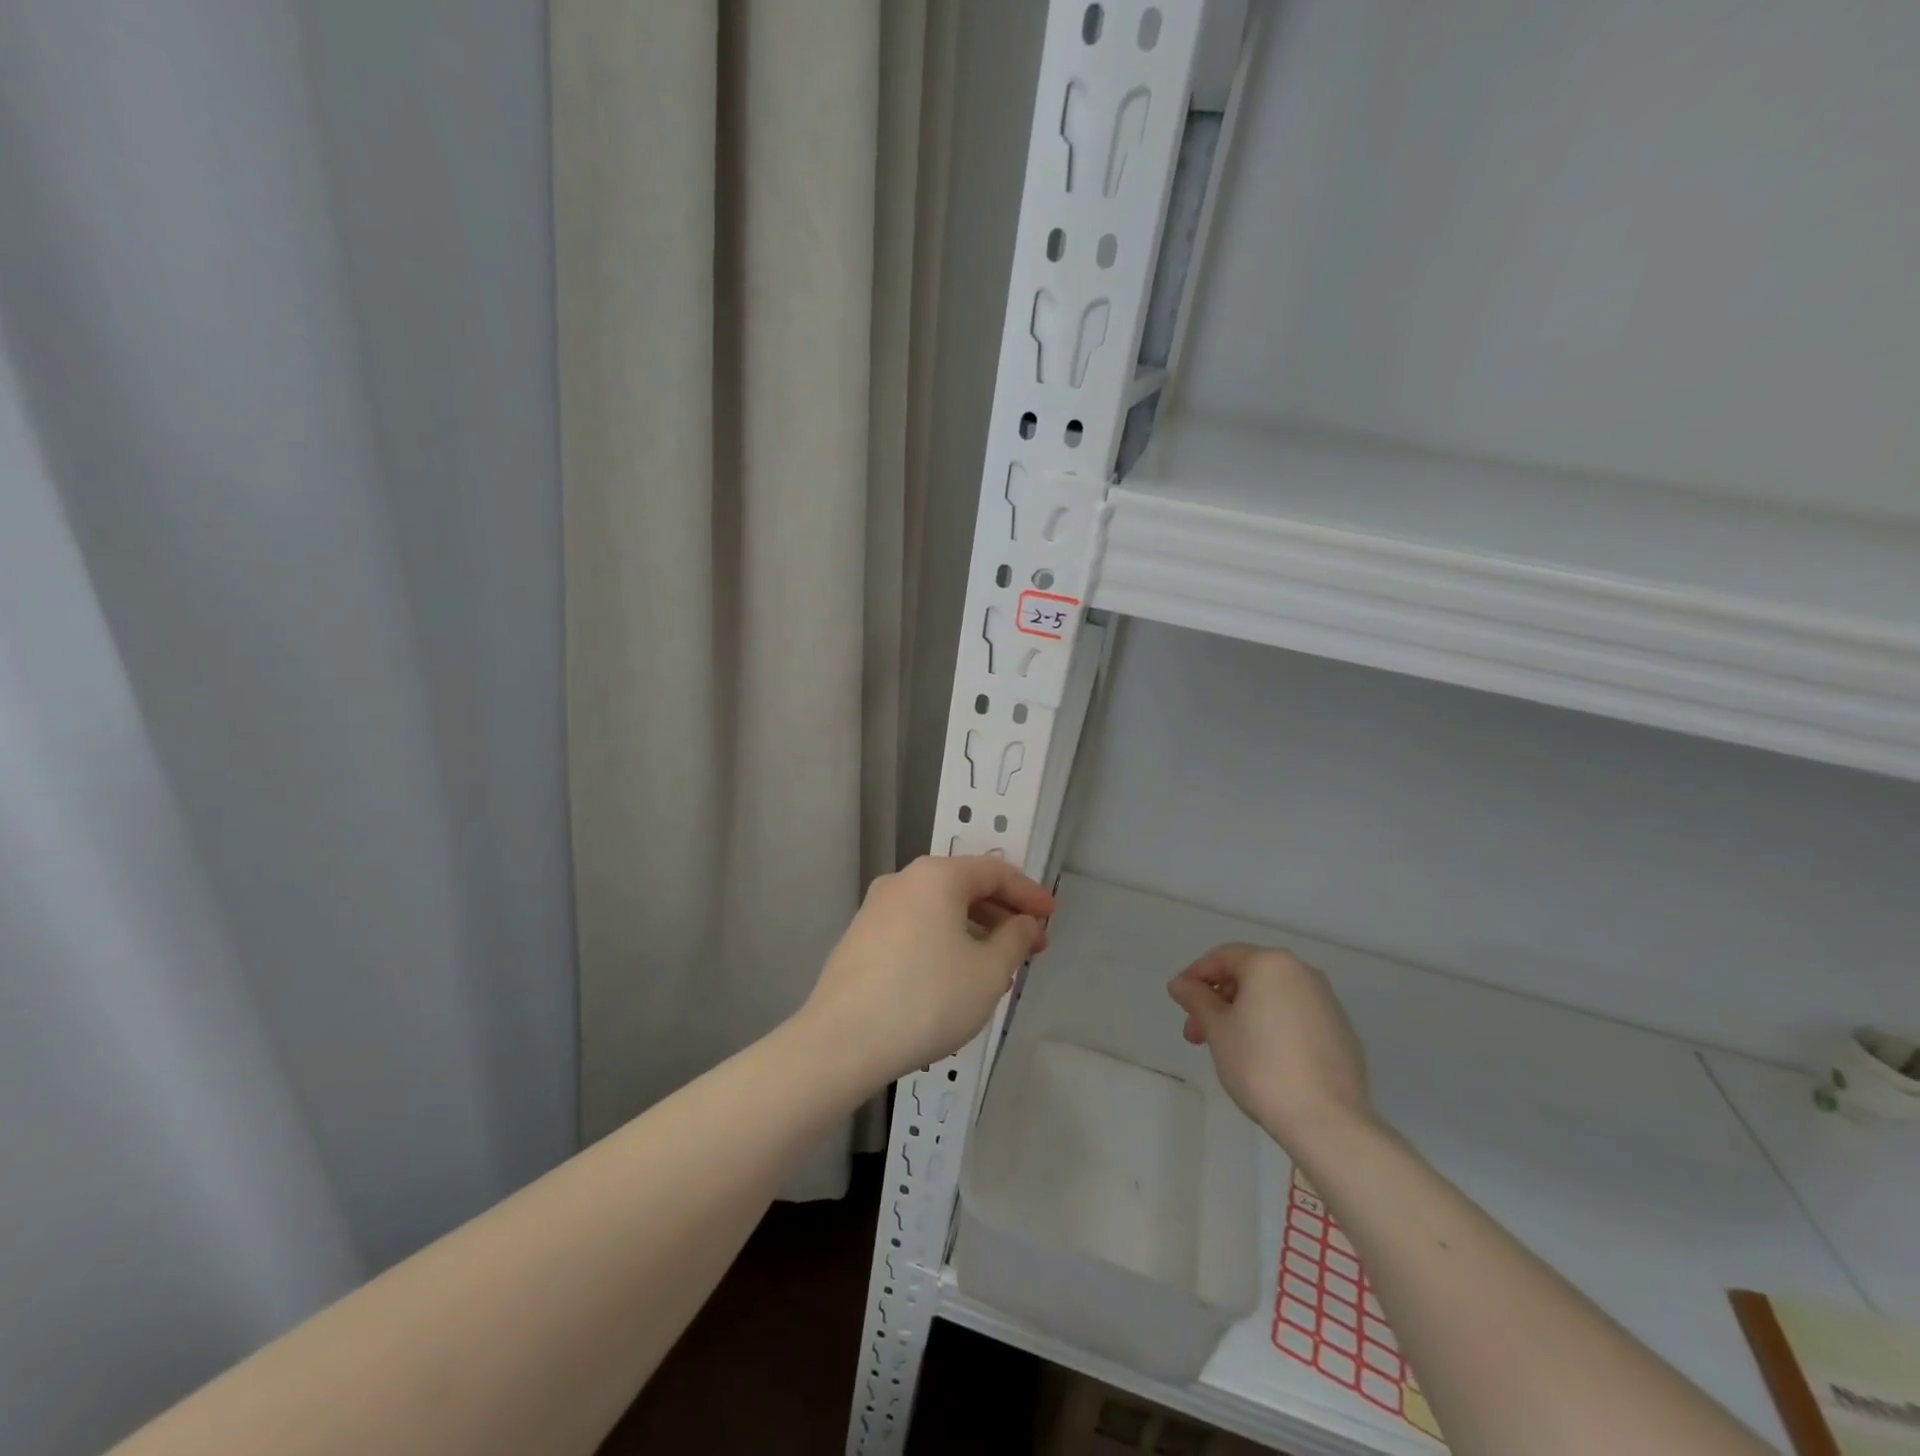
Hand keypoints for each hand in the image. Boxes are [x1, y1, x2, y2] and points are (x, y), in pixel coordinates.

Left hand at [802, 856, 1054, 1085]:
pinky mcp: (860, 939)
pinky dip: (943, 944)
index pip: (995, 871)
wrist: (841, 1041)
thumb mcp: (988, 972)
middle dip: (1002, 916)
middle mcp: (903, 881)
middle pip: (964, 888)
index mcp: (936, 876)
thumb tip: (1024, 923)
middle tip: (1030, 947)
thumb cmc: (927, 998)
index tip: (1051, 918)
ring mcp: (875, 909)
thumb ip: (1015, 940)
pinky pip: (915, 929)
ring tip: (997, 972)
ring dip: (973, 933)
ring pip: (938, 911)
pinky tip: (954, 980)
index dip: (1029, 894)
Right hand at [1168, 943, 1374, 1151]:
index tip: (1179, 1000)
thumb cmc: (1260, 1065)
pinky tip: (1264, 1059)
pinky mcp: (1342, 1033)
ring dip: (1243, 1014)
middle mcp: (1303, 973)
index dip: (1195, 975)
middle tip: (1196, 1033)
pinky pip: (1296, 1018)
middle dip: (1218, 1001)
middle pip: (1249, 976)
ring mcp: (1327, 1003)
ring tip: (1227, 1048)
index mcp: (1271, 964)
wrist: (1326, 1121)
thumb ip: (1196, 999)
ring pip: (1273, 997)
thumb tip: (1180, 984)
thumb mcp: (1217, 1029)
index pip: (1223, 957)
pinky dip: (1273, 1027)